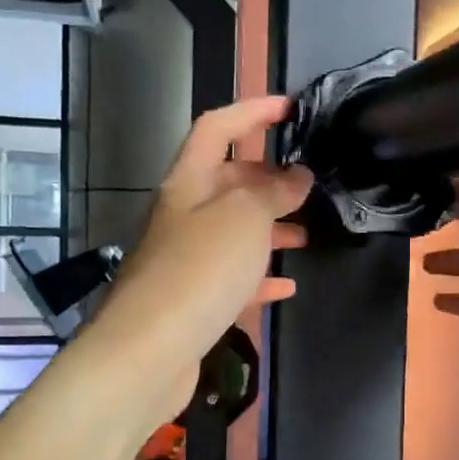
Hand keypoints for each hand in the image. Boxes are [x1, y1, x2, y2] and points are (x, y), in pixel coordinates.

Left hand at [88, 96, 311, 419]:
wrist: (149, 351)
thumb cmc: (200, 270)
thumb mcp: (245, 219)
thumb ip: (273, 192)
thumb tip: (297, 177)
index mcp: (189, 182)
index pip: (217, 128)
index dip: (252, 111)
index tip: (291, 108)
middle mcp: (184, 215)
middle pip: (227, 181)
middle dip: (268, 178)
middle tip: (308, 184)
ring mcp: (187, 258)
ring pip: (234, 231)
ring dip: (270, 228)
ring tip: (307, 234)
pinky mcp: (193, 299)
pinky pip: (233, 278)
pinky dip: (260, 277)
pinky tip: (287, 286)